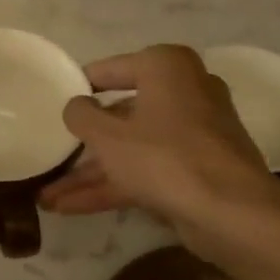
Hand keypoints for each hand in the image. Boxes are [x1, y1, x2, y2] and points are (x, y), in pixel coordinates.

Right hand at [40, 46, 279, 256]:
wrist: (231, 212)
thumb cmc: (164, 157)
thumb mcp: (108, 136)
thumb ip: (82, 116)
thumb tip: (76, 105)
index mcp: (166, 68)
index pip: (111, 69)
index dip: (80, 86)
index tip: (53, 101)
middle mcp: (184, 92)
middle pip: (121, 114)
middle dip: (83, 144)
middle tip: (51, 154)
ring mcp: (192, 135)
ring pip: (132, 149)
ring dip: (90, 174)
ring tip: (48, 196)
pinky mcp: (195, 170)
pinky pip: (146, 171)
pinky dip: (113, 186)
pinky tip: (71, 208)